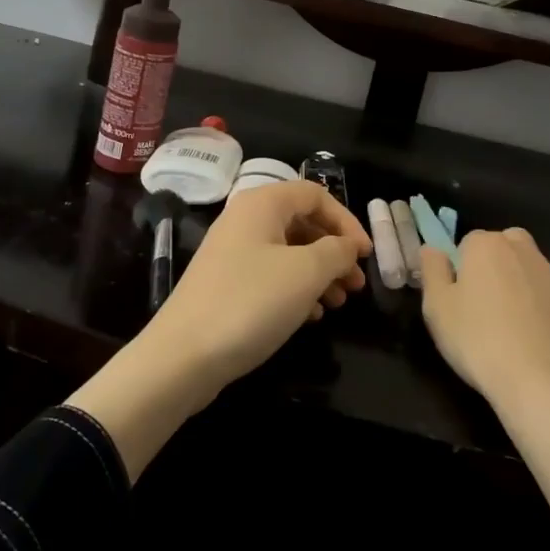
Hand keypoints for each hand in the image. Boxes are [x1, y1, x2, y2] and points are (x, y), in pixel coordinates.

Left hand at [68, 180, 368, 481]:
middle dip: (334, 250)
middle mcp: (245, 219)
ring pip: (288, 251)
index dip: (347, 221)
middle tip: (356, 284)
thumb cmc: (250, 302)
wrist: (183, 355)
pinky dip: (295, 289)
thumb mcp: (305, 273)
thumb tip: (347, 246)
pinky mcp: (226, 283)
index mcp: (262, 203)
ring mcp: (232, 252)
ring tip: (338, 303)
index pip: (315, 194)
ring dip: (318, 272)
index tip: (366, 255)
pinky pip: (270, 274)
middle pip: (302, 222)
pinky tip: (311, 315)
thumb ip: (336, 252)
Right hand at [418, 228, 549, 409]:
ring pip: (537, 275)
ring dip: (527, 291)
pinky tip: (545, 346)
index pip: (469, 243)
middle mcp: (527, 252)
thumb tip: (433, 249)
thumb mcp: (436, 308)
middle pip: (508, 248)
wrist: (542, 386)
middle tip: (488, 308)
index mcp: (488, 246)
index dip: (463, 269)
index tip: (460, 299)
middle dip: (499, 268)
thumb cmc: (478, 341)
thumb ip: (432, 270)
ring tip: (517, 333)